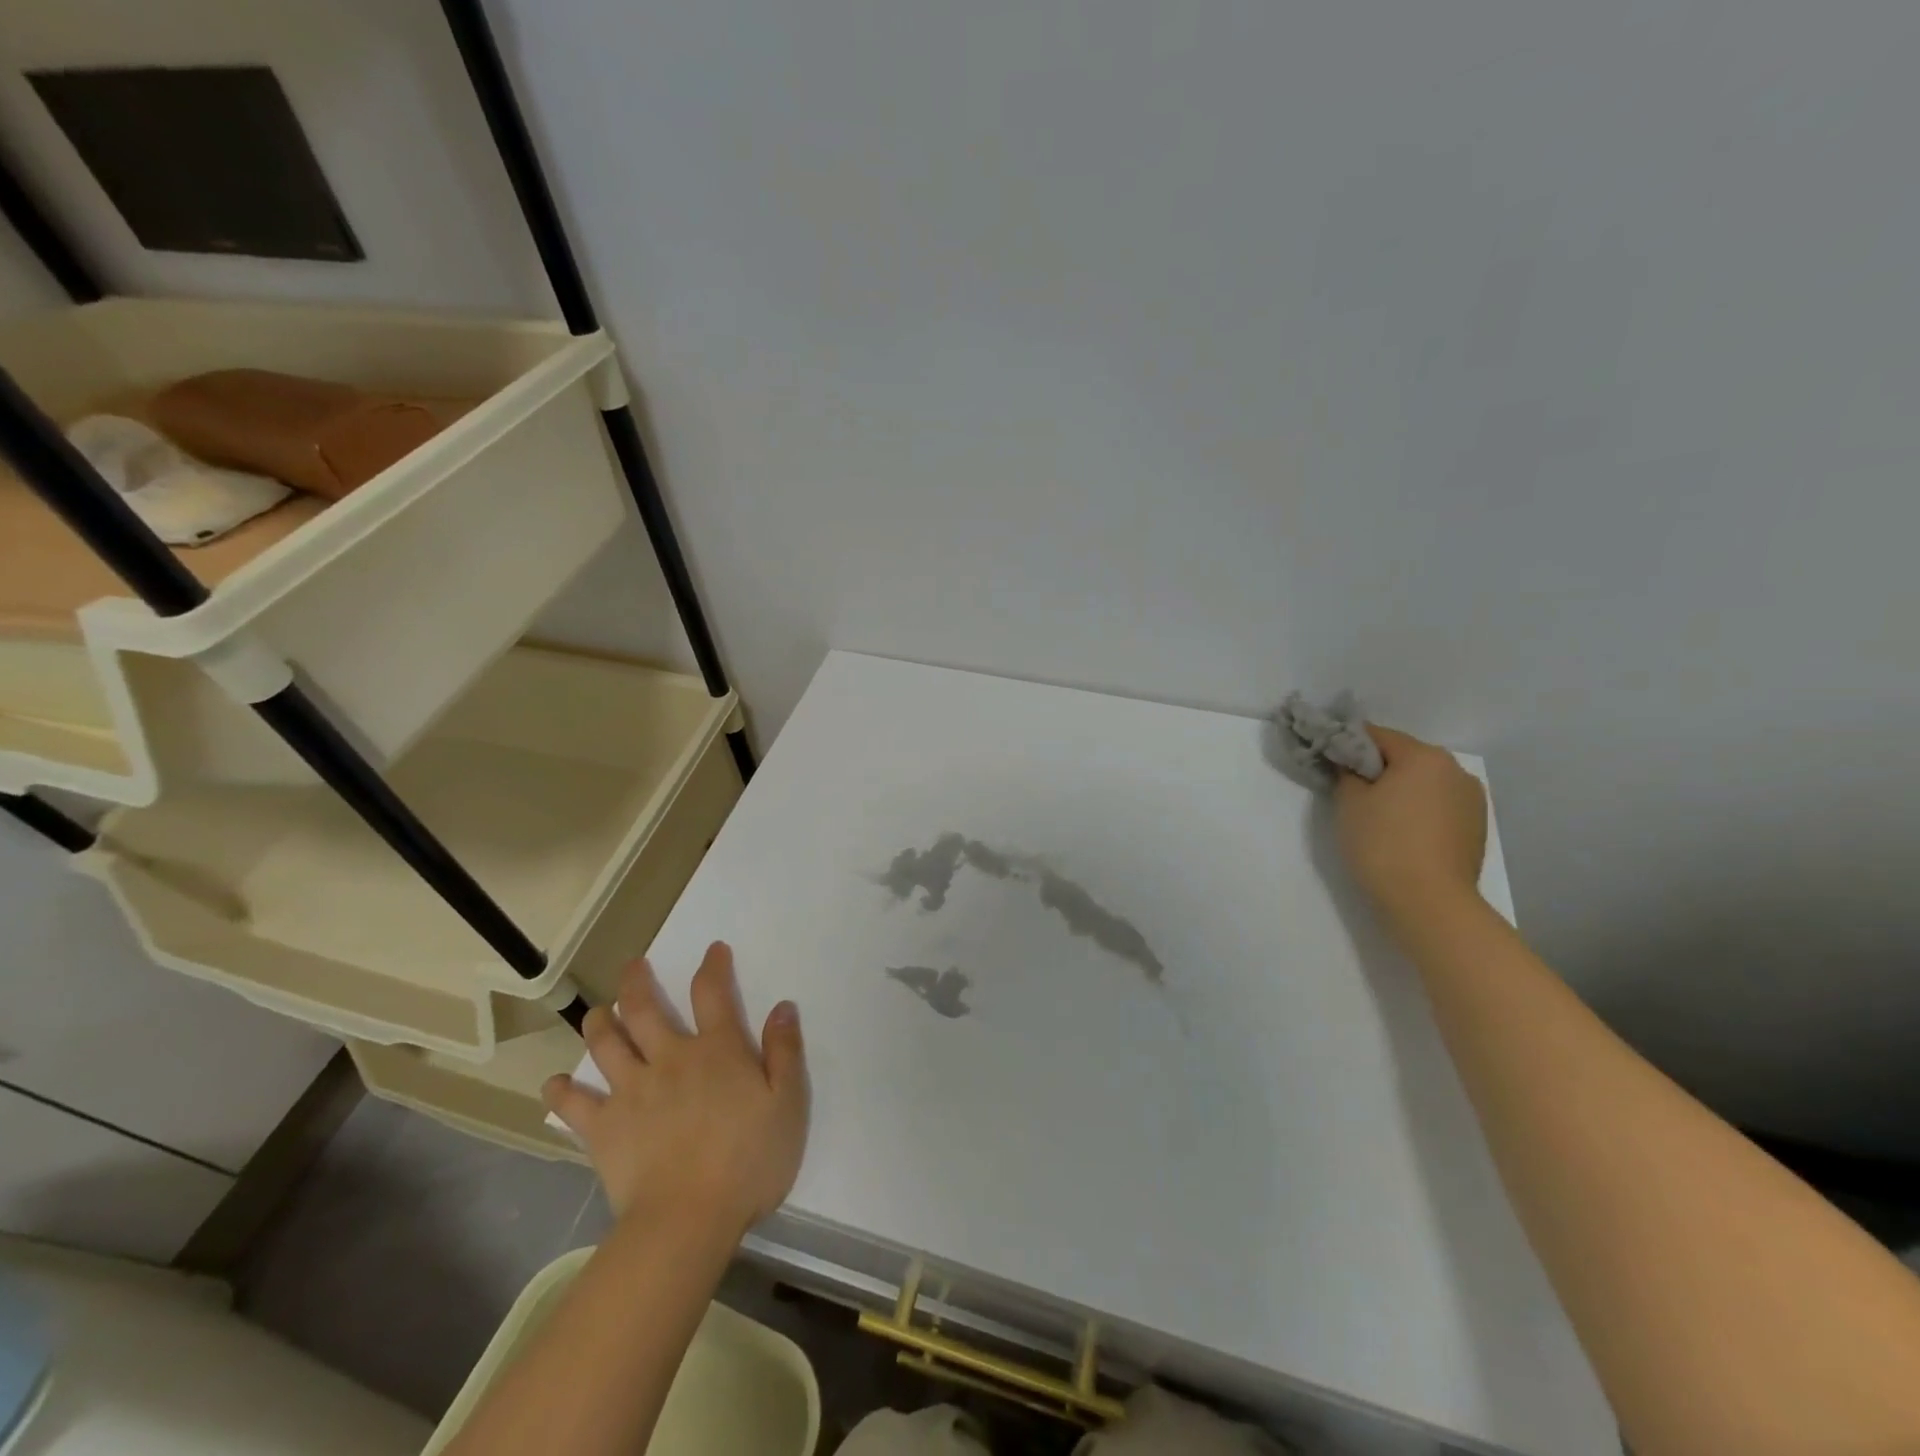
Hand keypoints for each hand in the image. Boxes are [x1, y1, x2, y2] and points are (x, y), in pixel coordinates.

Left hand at [543, 943, 808, 1238]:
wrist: (688, 1219)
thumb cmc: (748, 1161)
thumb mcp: (787, 1104)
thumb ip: (785, 1052)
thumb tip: (782, 1007)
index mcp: (717, 1050)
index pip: (713, 993)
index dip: (713, 966)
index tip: (713, 950)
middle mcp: (670, 1058)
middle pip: (645, 1009)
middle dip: (637, 982)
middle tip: (633, 966)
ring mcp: (631, 1091)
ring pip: (607, 1044)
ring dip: (599, 1022)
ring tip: (597, 1012)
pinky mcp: (604, 1128)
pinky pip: (575, 1105)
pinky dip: (562, 1092)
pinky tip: (555, 1084)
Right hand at [1335, 725, 1487, 934]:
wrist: (1429, 902)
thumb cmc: (1382, 844)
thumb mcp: (1349, 803)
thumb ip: (1347, 773)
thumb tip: (1352, 766)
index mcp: (1424, 756)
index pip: (1376, 735)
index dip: (1348, 744)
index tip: (1329, 760)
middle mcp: (1454, 769)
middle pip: (1405, 757)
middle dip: (1378, 769)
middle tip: (1350, 792)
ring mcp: (1472, 799)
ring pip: (1425, 783)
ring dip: (1402, 790)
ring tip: (1378, 817)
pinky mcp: (1476, 827)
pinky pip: (1439, 806)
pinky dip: (1419, 811)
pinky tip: (1402, 834)